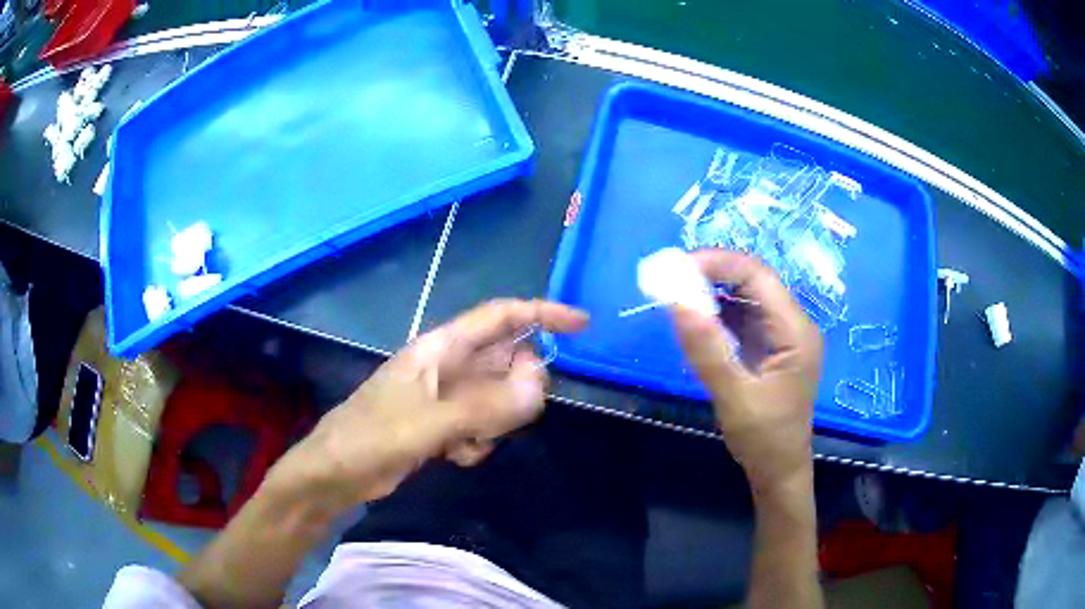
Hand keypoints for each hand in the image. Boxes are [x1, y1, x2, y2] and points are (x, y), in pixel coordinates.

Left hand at [265, 299, 588, 514]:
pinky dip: (479, 441)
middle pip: (505, 362)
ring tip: (465, 443)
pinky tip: (455, 456)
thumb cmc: (370, 437)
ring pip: (498, 398)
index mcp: (440, 349)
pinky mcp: (445, 424)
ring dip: (495, 423)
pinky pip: (484, 424)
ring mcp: (447, 397)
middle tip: (503, 419)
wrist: (336, 473)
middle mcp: (447, 367)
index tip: (581, 325)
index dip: (541, 313)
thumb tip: (540, 387)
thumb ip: (484, 407)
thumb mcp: (427, 423)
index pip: (500, 317)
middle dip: (515, 390)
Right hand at [669, 250, 822, 493]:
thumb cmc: (764, 439)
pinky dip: (717, 314)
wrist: (779, 470)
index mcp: (795, 331)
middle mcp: (792, 324)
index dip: (718, 263)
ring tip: (677, 297)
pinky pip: (742, 317)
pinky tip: (696, 322)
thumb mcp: (734, 397)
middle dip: (711, 275)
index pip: (758, 276)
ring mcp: (782, 334)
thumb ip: (707, 350)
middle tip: (670, 281)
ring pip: (745, 296)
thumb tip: (677, 301)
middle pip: (753, 281)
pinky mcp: (769, 346)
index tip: (676, 268)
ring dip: (711, 292)